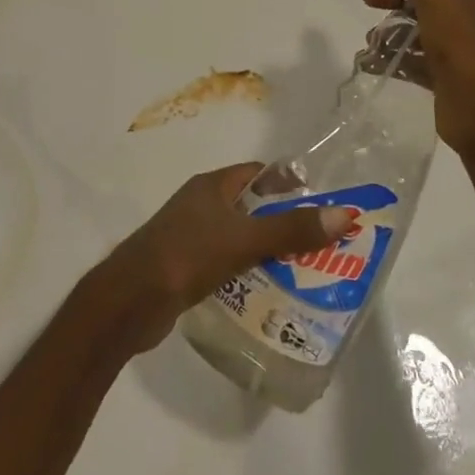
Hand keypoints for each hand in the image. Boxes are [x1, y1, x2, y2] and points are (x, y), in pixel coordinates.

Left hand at [94, 164, 352, 351]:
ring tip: (305, 272)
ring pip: (239, 237)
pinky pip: (226, 263)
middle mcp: (201, 205)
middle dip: (283, 222)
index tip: (322, 204)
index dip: (289, 184)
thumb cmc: (187, 255)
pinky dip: (247, 272)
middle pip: (251, 206)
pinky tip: (268, 293)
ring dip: (267, 250)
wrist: (130, 300)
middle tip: (322, 245)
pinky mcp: (186, 268)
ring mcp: (191, 236)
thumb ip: (291, 229)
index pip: (258, 174)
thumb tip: (344, 214)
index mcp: (212, 186)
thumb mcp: (244, 239)